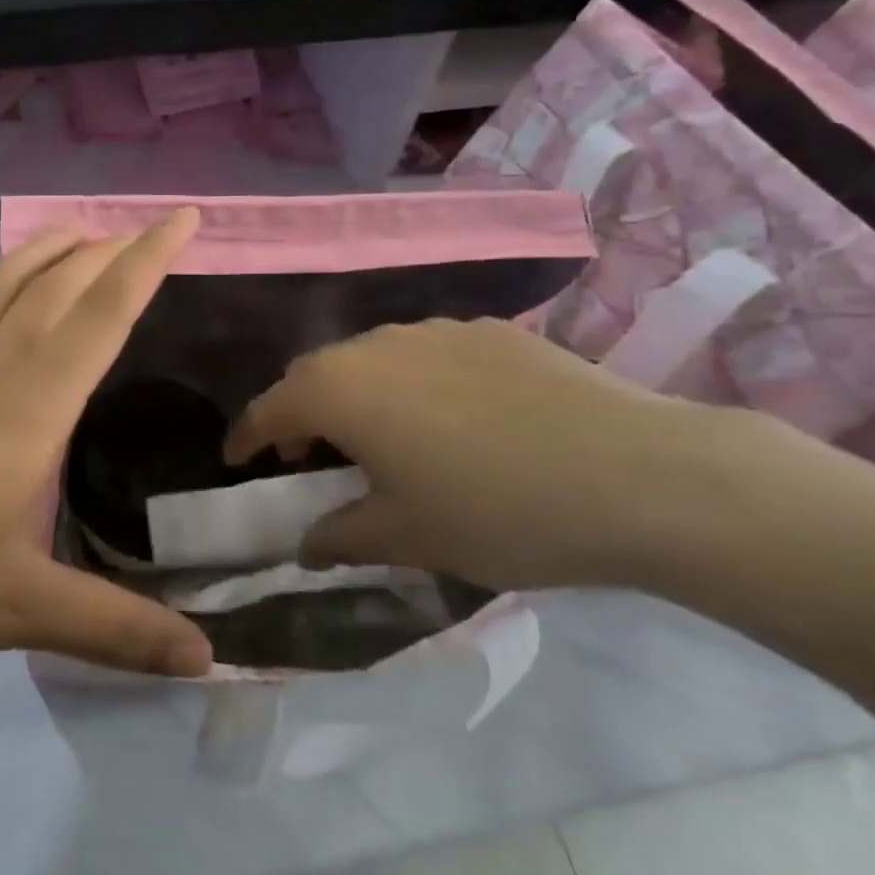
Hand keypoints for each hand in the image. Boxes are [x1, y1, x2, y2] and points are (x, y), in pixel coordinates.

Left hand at [0, 212, 213, 731]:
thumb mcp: (17, 610)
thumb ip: (115, 629)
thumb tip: (205, 661)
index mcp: (26, 407)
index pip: (104, 315)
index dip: (148, 261)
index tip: (184, 217)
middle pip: (53, 292)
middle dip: (103, 254)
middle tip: (139, 231)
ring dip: (37, 257)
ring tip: (71, 232)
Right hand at [223, 318, 718, 590]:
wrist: (637, 475)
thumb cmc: (496, 511)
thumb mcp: (406, 536)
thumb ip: (340, 536)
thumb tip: (304, 544)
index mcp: (339, 389)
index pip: (269, 409)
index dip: (247, 436)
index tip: (236, 459)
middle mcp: (374, 345)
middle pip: (315, 375)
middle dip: (300, 413)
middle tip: (308, 454)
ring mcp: (434, 330)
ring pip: (370, 358)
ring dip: (356, 393)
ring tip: (380, 436)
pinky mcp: (489, 331)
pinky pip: (424, 353)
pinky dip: (411, 382)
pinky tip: (451, 417)